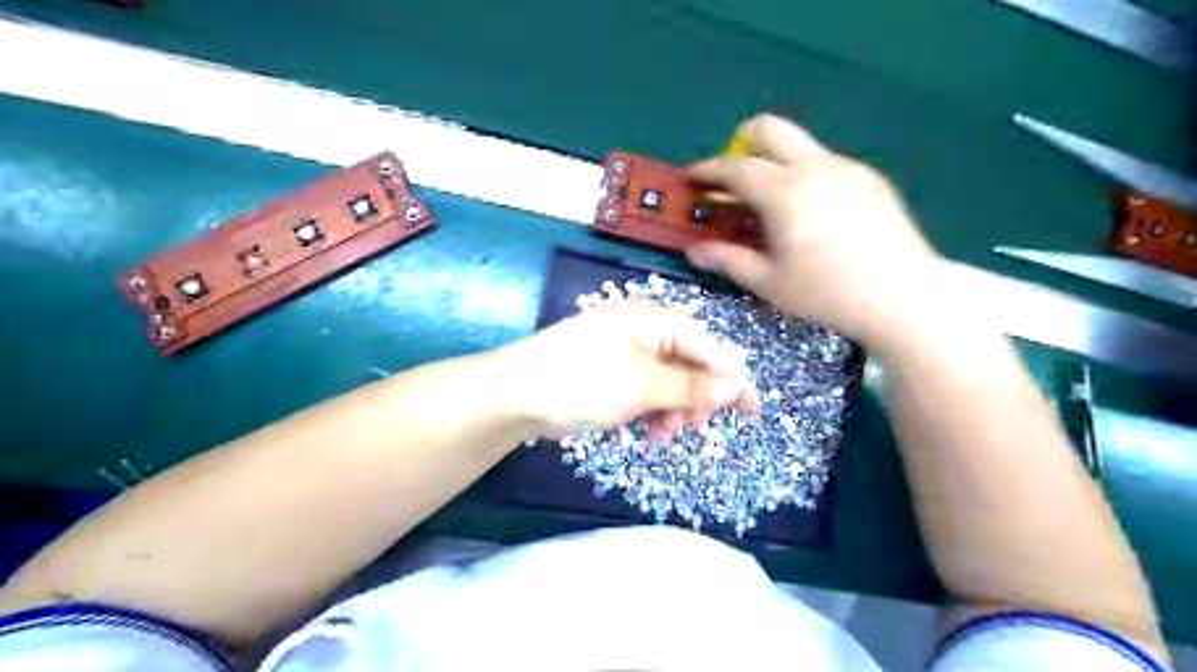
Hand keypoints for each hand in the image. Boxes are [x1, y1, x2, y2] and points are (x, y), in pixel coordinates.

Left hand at [497, 299, 754, 439]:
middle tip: (690, 427)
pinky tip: (646, 431)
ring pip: (668, 382)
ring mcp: (625, 351)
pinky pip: (645, 389)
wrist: (514, 393)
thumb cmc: (583, 381)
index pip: (708, 347)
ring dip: (672, 409)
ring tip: (661, 435)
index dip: (732, 379)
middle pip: (689, 365)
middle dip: (694, 399)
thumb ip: (691, 388)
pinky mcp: (610, 371)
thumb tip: (736, 387)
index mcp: (655, 320)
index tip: (754, 410)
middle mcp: (644, 330)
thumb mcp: (643, 386)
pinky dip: (651, 410)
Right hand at [682, 114, 944, 347]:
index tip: (693, 176)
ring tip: (771, 204)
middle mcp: (816, 167)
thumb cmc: (828, 294)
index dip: (709, 169)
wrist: (904, 296)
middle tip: (731, 174)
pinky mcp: (870, 178)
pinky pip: (825, 163)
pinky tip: (810, 213)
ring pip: (800, 146)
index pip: (736, 168)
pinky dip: (804, 175)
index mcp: (786, 193)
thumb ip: (728, 260)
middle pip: (769, 129)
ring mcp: (847, 168)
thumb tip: (694, 251)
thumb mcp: (769, 283)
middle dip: (741, 142)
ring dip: (775, 162)